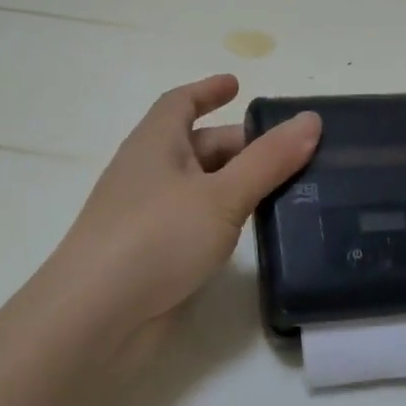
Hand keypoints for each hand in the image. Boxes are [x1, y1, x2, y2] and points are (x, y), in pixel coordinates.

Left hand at [29, 74, 319, 357]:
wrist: (95, 320)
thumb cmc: (156, 238)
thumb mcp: (222, 194)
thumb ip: (268, 160)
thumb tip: (310, 120)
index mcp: (155, 144)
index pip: (180, 103)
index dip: (208, 91)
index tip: (238, 85)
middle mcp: (149, 173)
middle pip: (198, 146)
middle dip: (240, 144)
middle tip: (291, 153)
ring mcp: (149, 217)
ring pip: (201, 187)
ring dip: (237, 182)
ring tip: (287, 189)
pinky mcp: (156, 255)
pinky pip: (198, 222)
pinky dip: (226, 217)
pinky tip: (254, 230)